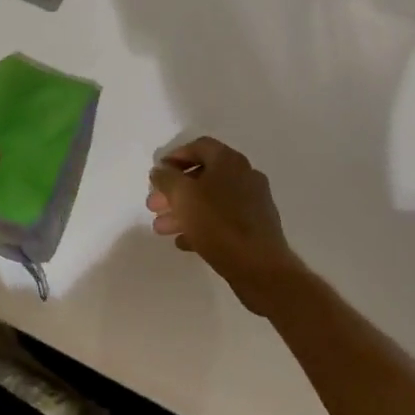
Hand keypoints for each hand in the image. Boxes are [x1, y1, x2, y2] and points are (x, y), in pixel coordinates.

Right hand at [147, 137, 305, 313]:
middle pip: (203, 176)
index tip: (157, 174)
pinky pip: (223, 220)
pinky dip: (202, 226)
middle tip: (154, 205)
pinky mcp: (255, 227)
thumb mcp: (183, 197)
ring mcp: (253, 202)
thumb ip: (167, 179)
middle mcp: (245, 176)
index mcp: (230, 161)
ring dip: (185, 210)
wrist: (260, 267)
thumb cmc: (219, 224)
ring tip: (162, 228)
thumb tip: (160, 170)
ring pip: (211, 200)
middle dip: (175, 190)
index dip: (175, 156)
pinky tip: (184, 242)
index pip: (199, 146)